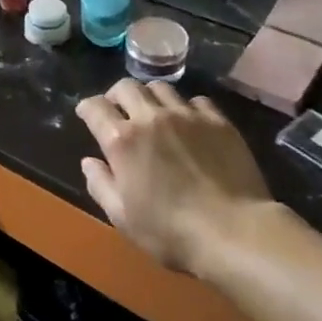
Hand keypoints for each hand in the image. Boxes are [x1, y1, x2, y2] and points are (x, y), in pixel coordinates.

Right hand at [75, 80, 274, 279]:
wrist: (235, 233)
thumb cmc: (171, 232)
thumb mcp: (122, 217)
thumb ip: (100, 185)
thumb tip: (89, 162)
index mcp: (122, 140)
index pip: (94, 107)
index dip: (86, 108)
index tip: (86, 114)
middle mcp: (150, 118)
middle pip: (126, 87)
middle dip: (116, 96)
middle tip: (118, 110)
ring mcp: (187, 116)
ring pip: (160, 88)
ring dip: (149, 97)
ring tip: (153, 113)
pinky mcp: (218, 122)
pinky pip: (196, 100)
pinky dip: (186, 107)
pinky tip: (190, 122)